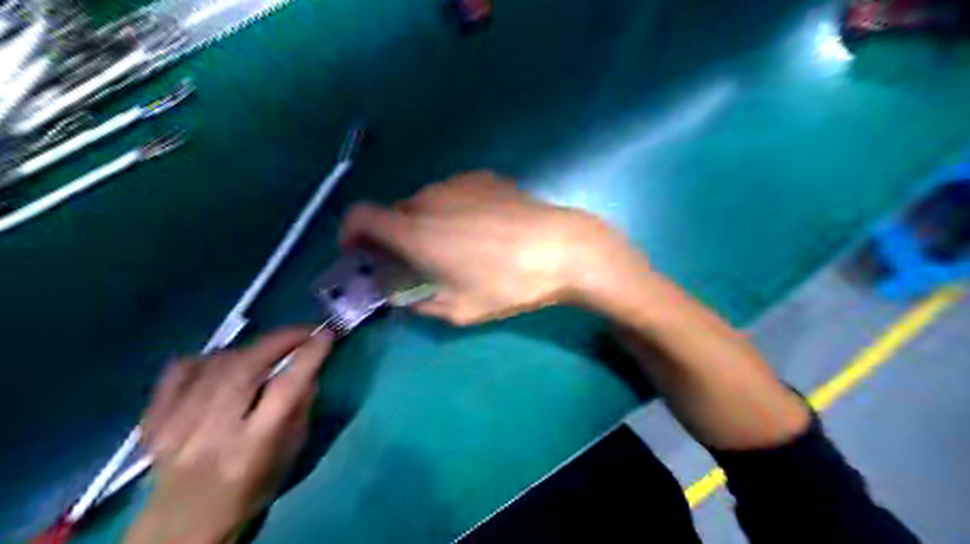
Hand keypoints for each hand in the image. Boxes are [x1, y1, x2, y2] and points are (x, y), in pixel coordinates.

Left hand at [123, 328, 333, 543]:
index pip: (285, 389)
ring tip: (267, 351)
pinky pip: (181, 370)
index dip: (309, 355)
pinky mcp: (153, 420)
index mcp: (252, 447)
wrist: (183, 526)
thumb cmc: (250, 491)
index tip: (326, 335)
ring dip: (250, 349)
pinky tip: (222, 364)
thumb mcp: (290, 454)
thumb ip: (300, 408)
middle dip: (280, 340)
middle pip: (247, 367)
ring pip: (217, 363)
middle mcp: (211, 433)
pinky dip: (208, 358)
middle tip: (302, 332)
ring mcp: (175, 424)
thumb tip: (308, 367)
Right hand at [337, 169, 642, 325]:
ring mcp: (457, 183)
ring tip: (453, 246)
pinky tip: (479, 228)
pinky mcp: (483, 177)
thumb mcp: (460, 309)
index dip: (350, 233)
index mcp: (414, 231)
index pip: (359, 216)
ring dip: (424, 223)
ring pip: (424, 202)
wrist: (561, 247)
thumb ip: (420, 304)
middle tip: (414, 261)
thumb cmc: (508, 283)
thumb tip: (404, 299)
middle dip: (392, 236)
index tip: (361, 253)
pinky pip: (452, 193)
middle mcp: (428, 198)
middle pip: (393, 211)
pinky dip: (450, 210)